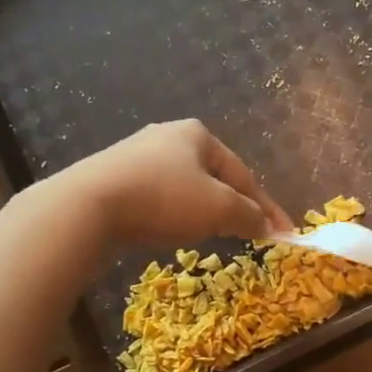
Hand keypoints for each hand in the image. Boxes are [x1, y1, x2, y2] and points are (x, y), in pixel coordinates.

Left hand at [59, 120, 293, 250]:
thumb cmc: (163, 198)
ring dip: (203, 212)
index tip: (284, 234)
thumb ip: (249, 216)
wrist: (86, 206)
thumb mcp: (218, 208)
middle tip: (247, 234)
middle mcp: (167, 137)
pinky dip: (172, 215)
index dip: (267, 208)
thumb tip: (266, 226)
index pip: (244, 175)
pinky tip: (168, 231)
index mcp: (198, 134)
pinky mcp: (112, 179)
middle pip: (214, 179)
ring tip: (210, 236)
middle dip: (233, 207)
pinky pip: (156, 198)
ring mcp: (135, 156)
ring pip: (184, 189)